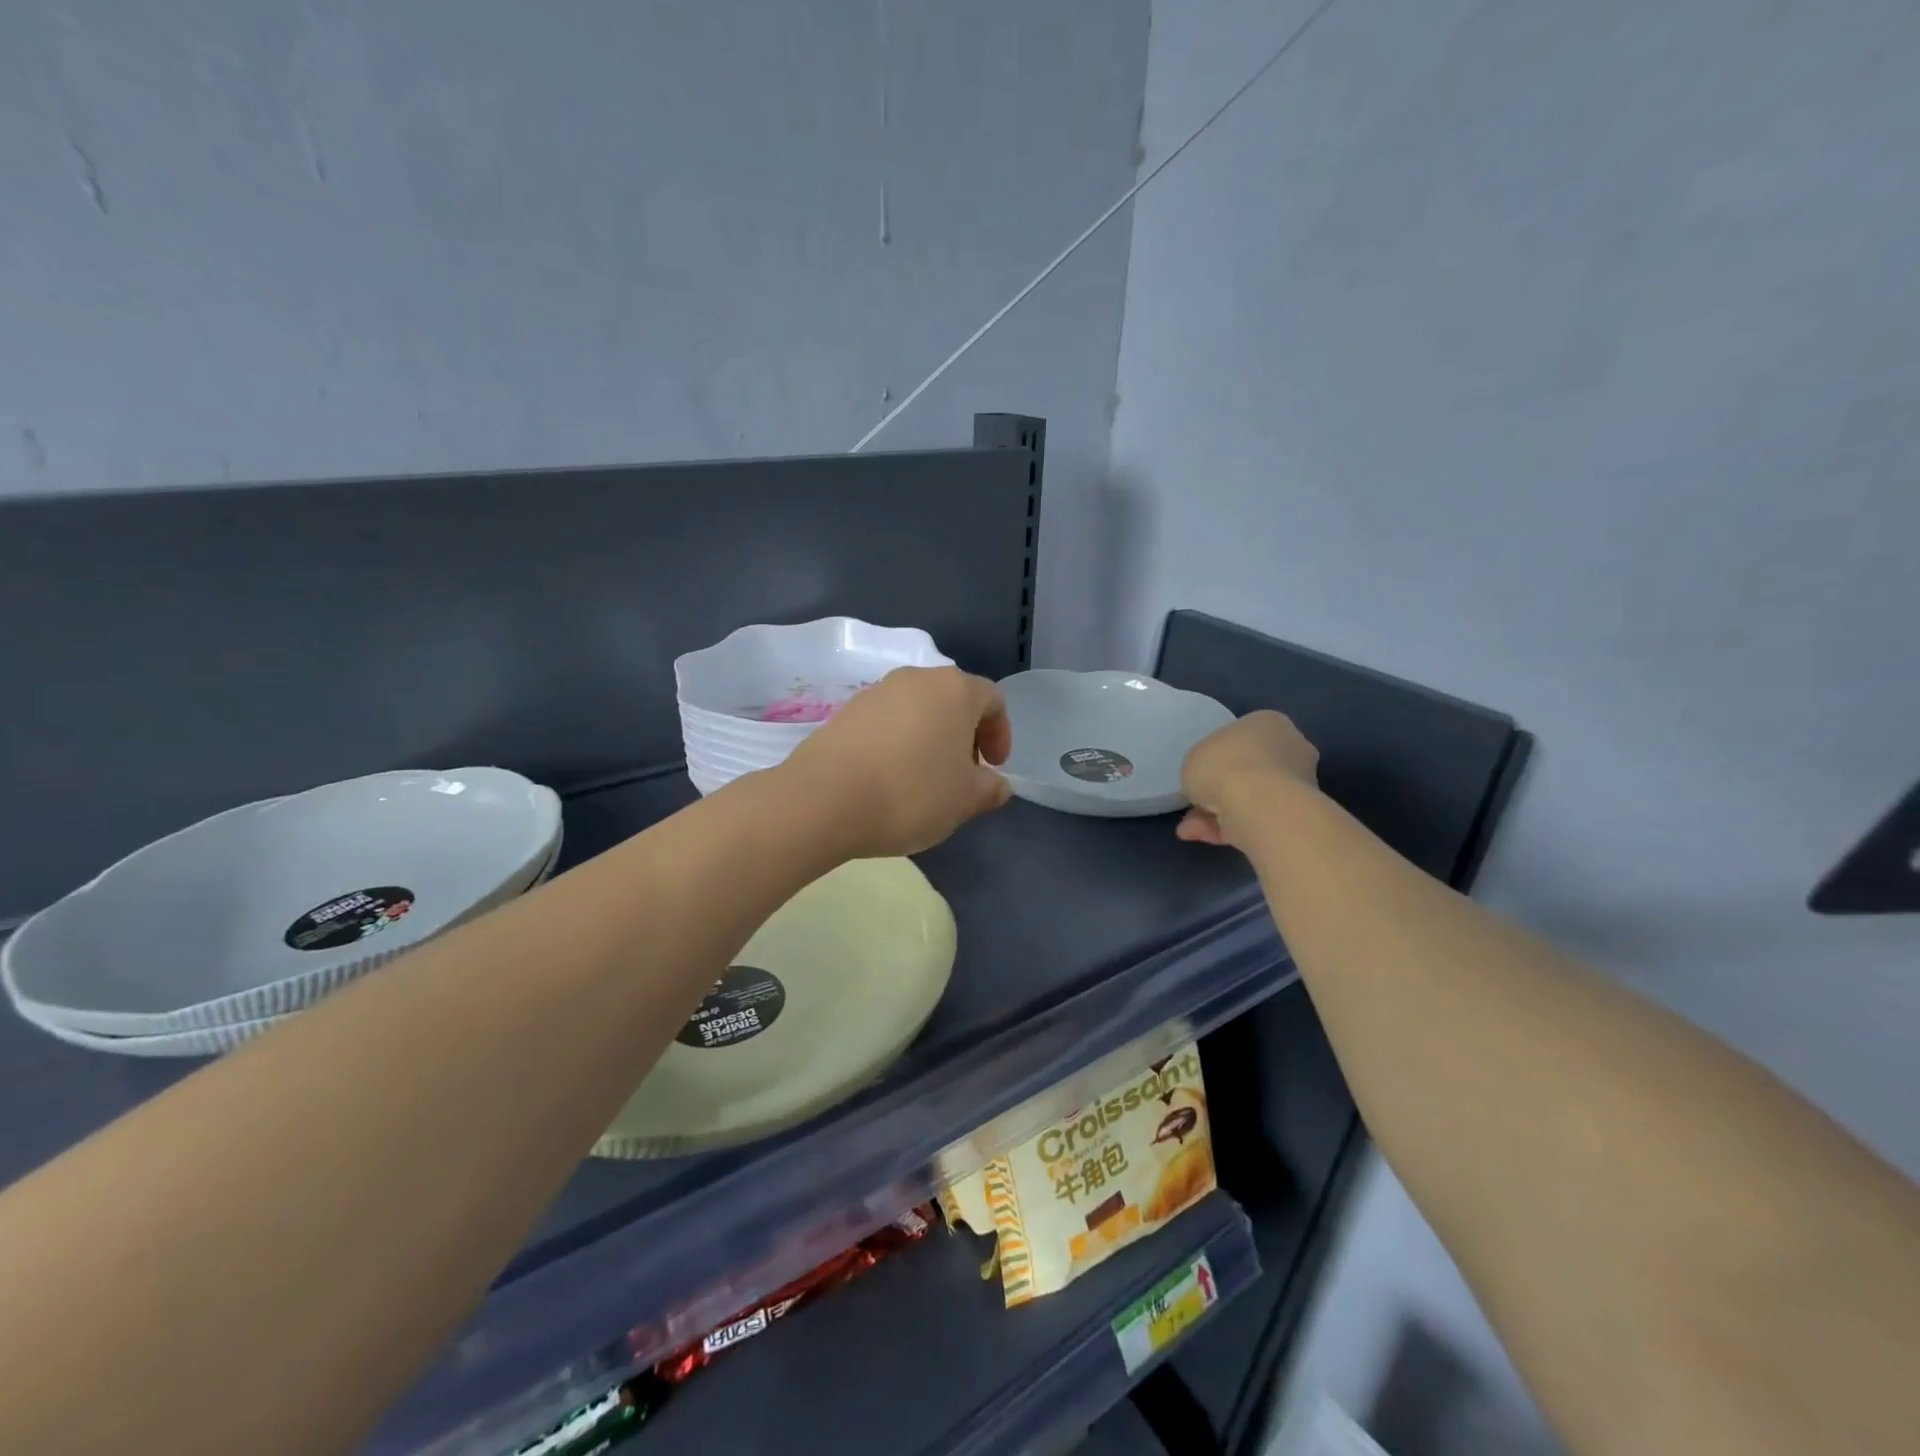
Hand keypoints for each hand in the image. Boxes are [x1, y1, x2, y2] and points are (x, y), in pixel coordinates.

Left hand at [776, 666, 1012, 857]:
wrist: (824, 799)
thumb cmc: (912, 792)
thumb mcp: (965, 800)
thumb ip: (989, 789)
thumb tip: (998, 785)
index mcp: (954, 689)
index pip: (992, 699)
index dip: (1000, 733)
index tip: (994, 767)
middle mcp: (915, 679)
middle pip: (952, 700)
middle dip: (964, 736)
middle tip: (962, 774)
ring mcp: (875, 692)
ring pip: (917, 710)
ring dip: (929, 739)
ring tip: (924, 780)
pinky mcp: (844, 712)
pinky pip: (885, 723)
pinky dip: (897, 744)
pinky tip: (889, 779)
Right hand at [1176, 710, 1319, 847]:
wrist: (1260, 806)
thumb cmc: (1224, 766)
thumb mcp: (1194, 758)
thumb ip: (1204, 766)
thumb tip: (1213, 781)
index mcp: (1269, 723)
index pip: (1244, 737)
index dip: (1219, 756)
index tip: (1203, 772)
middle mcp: (1292, 749)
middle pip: (1251, 769)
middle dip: (1222, 788)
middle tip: (1197, 802)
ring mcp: (1299, 785)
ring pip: (1252, 799)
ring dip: (1219, 812)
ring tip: (1191, 828)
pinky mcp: (1297, 818)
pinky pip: (1256, 819)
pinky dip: (1230, 829)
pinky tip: (1201, 836)